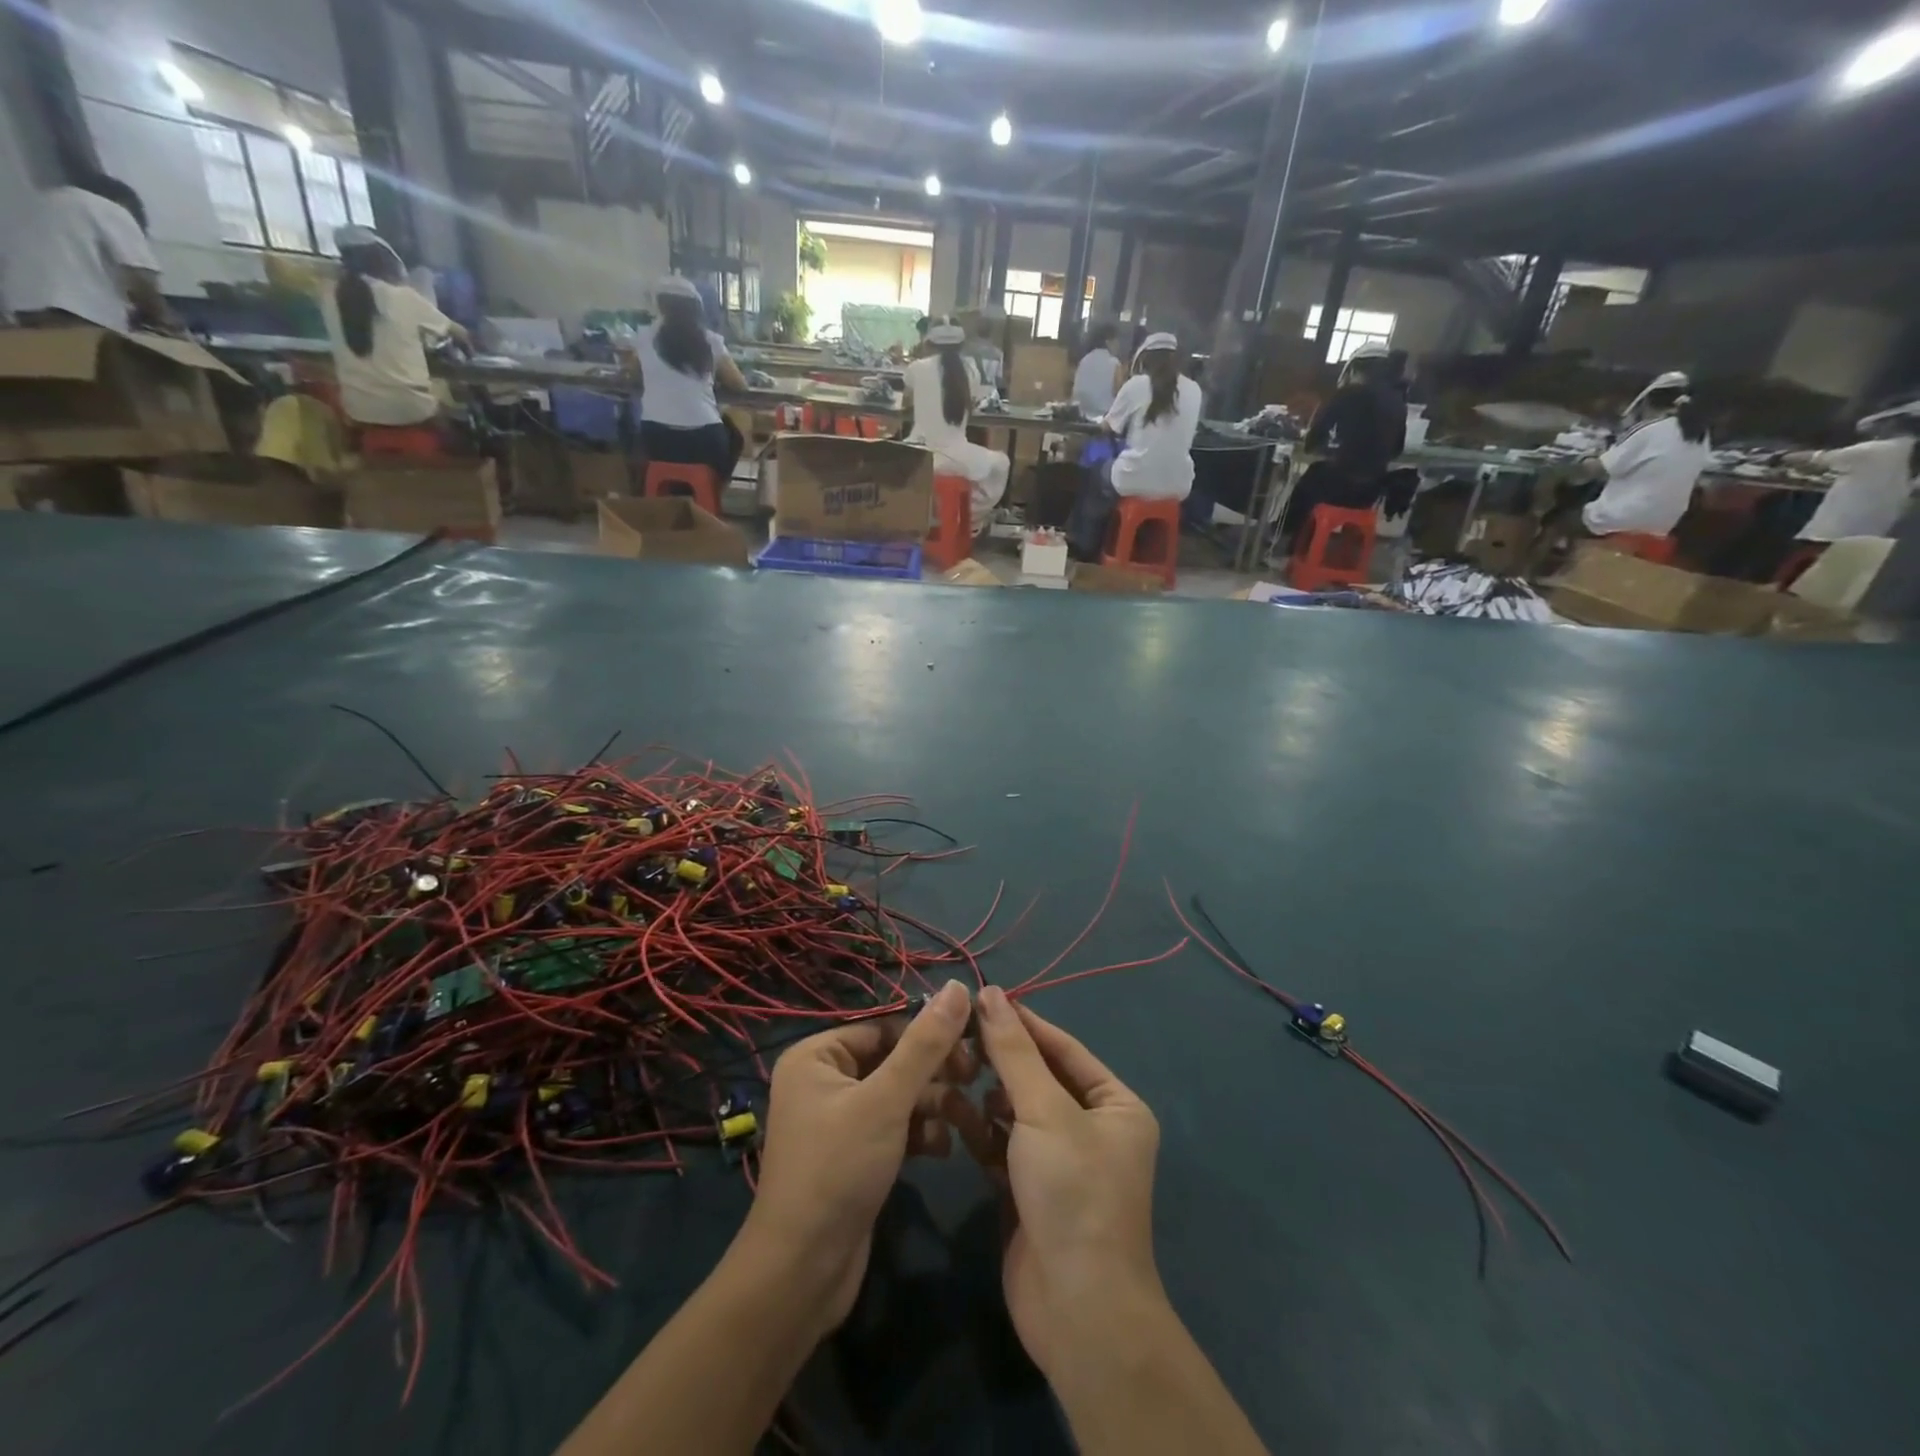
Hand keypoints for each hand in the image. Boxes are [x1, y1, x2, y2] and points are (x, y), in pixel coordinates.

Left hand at [743, 982, 975, 1333]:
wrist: (803, 1273)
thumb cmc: (838, 1170)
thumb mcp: (887, 1100)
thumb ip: (925, 1044)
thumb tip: (959, 986)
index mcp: (817, 1056)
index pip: (884, 1027)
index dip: (929, 1032)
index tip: (973, 1044)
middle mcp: (824, 1080)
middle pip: (893, 1059)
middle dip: (934, 1072)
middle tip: (974, 1078)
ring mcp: (839, 1120)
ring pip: (898, 1095)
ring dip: (933, 1105)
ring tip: (966, 1120)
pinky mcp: (854, 1154)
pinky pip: (894, 1126)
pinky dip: (919, 1133)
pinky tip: (942, 1149)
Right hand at [955, 986, 1163, 1380]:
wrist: (1077, 1309)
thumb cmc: (1073, 1192)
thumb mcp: (1044, 1110)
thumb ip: (1014, 1051)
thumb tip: (990, 992)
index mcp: (1116, 1105)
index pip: (1064, 1048)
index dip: (1024, 1022)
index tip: (981, 998)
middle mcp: (1093, 1129)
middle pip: (1039, 1079)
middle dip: (1000, 1061)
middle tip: (956, 1037)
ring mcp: (1061, 1162)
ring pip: (1017, 1112)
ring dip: (986, 1096)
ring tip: (952, 1075)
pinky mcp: (1031, 1191)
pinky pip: (1004, 1146)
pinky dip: (981, 1132)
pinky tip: (953, 1115)